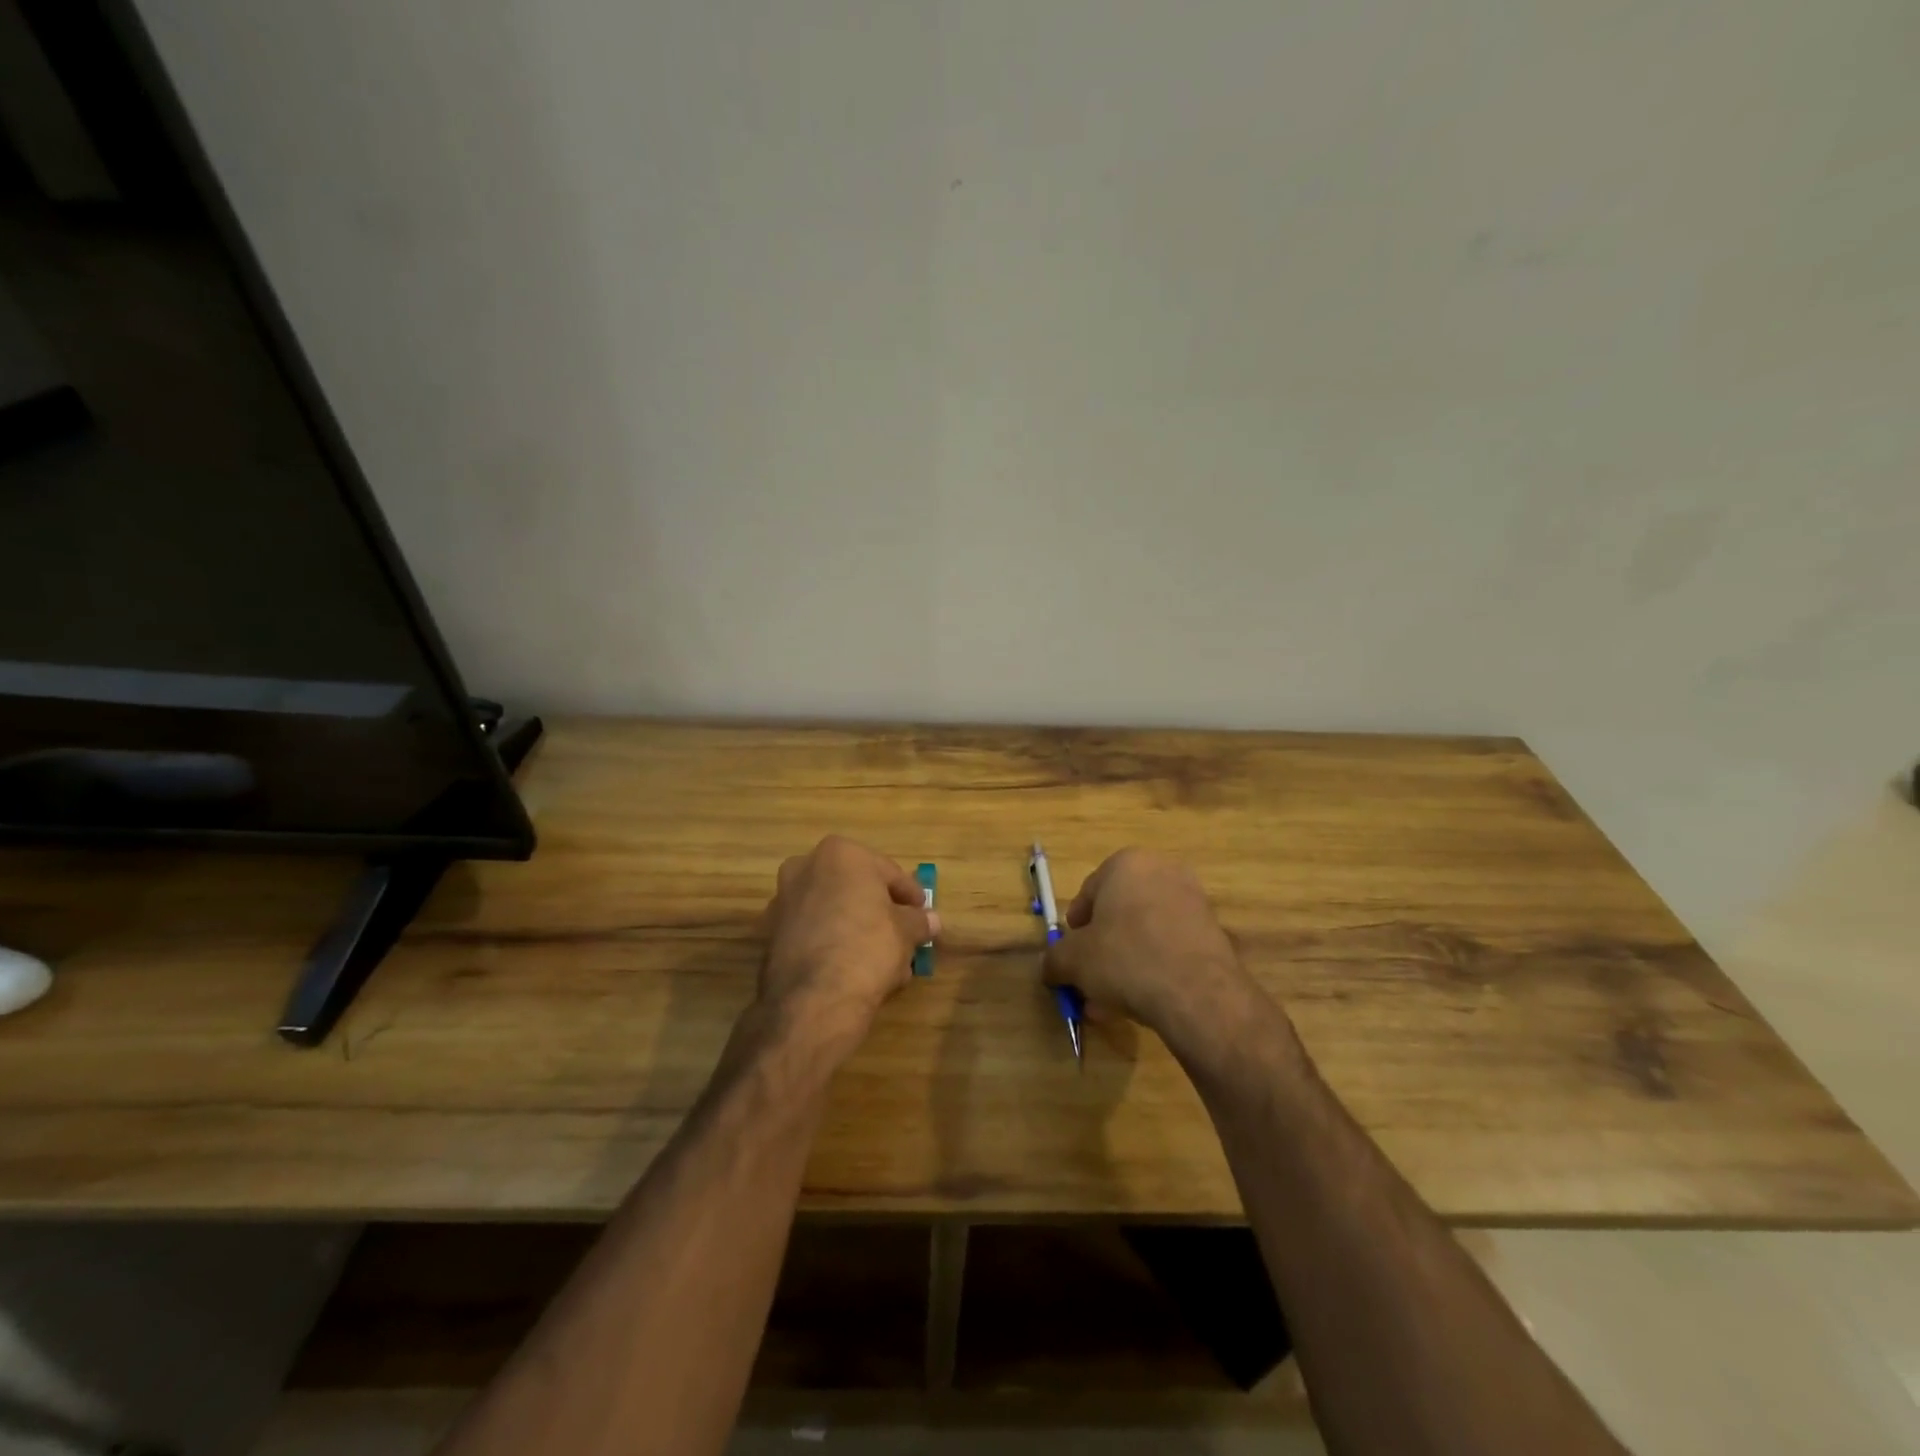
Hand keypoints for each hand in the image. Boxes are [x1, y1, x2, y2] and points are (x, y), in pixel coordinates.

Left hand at [757, 835, 938, 1052]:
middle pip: (856, 890)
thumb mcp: (906, 932)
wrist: (814, 999)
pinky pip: (815, 933)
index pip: (888, 872)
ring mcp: (783, 901)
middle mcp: (805, 867)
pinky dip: (834, 944)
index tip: (923, 915)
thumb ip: (919, 921)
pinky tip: (855, 970)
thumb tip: (931, 921)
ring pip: (834, 912)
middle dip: (880, 912)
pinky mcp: (771, 935)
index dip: (911, 896)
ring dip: (858, 930)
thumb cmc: (868, 946)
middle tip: (904, 936)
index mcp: (840, 854)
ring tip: (885, 961)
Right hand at [1042, 849, 1258, 1045]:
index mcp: (1127, 863)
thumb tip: (1049, 968)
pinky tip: (1143, 1002)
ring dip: (1125, 963)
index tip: (1071, 956)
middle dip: (1102, 949)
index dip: (1075, 928)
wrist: (1197, 992)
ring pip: (1145, 933)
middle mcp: (1162, 871)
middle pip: (1119, 913)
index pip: (1088, 892)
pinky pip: (1170, 946)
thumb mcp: (1073, 960)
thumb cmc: (1125, 958)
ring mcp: (1193, 900)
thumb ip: (1055, 959)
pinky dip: (1154, 967)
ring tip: (1112, 1002)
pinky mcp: (1213, 931)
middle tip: (1090, 980)